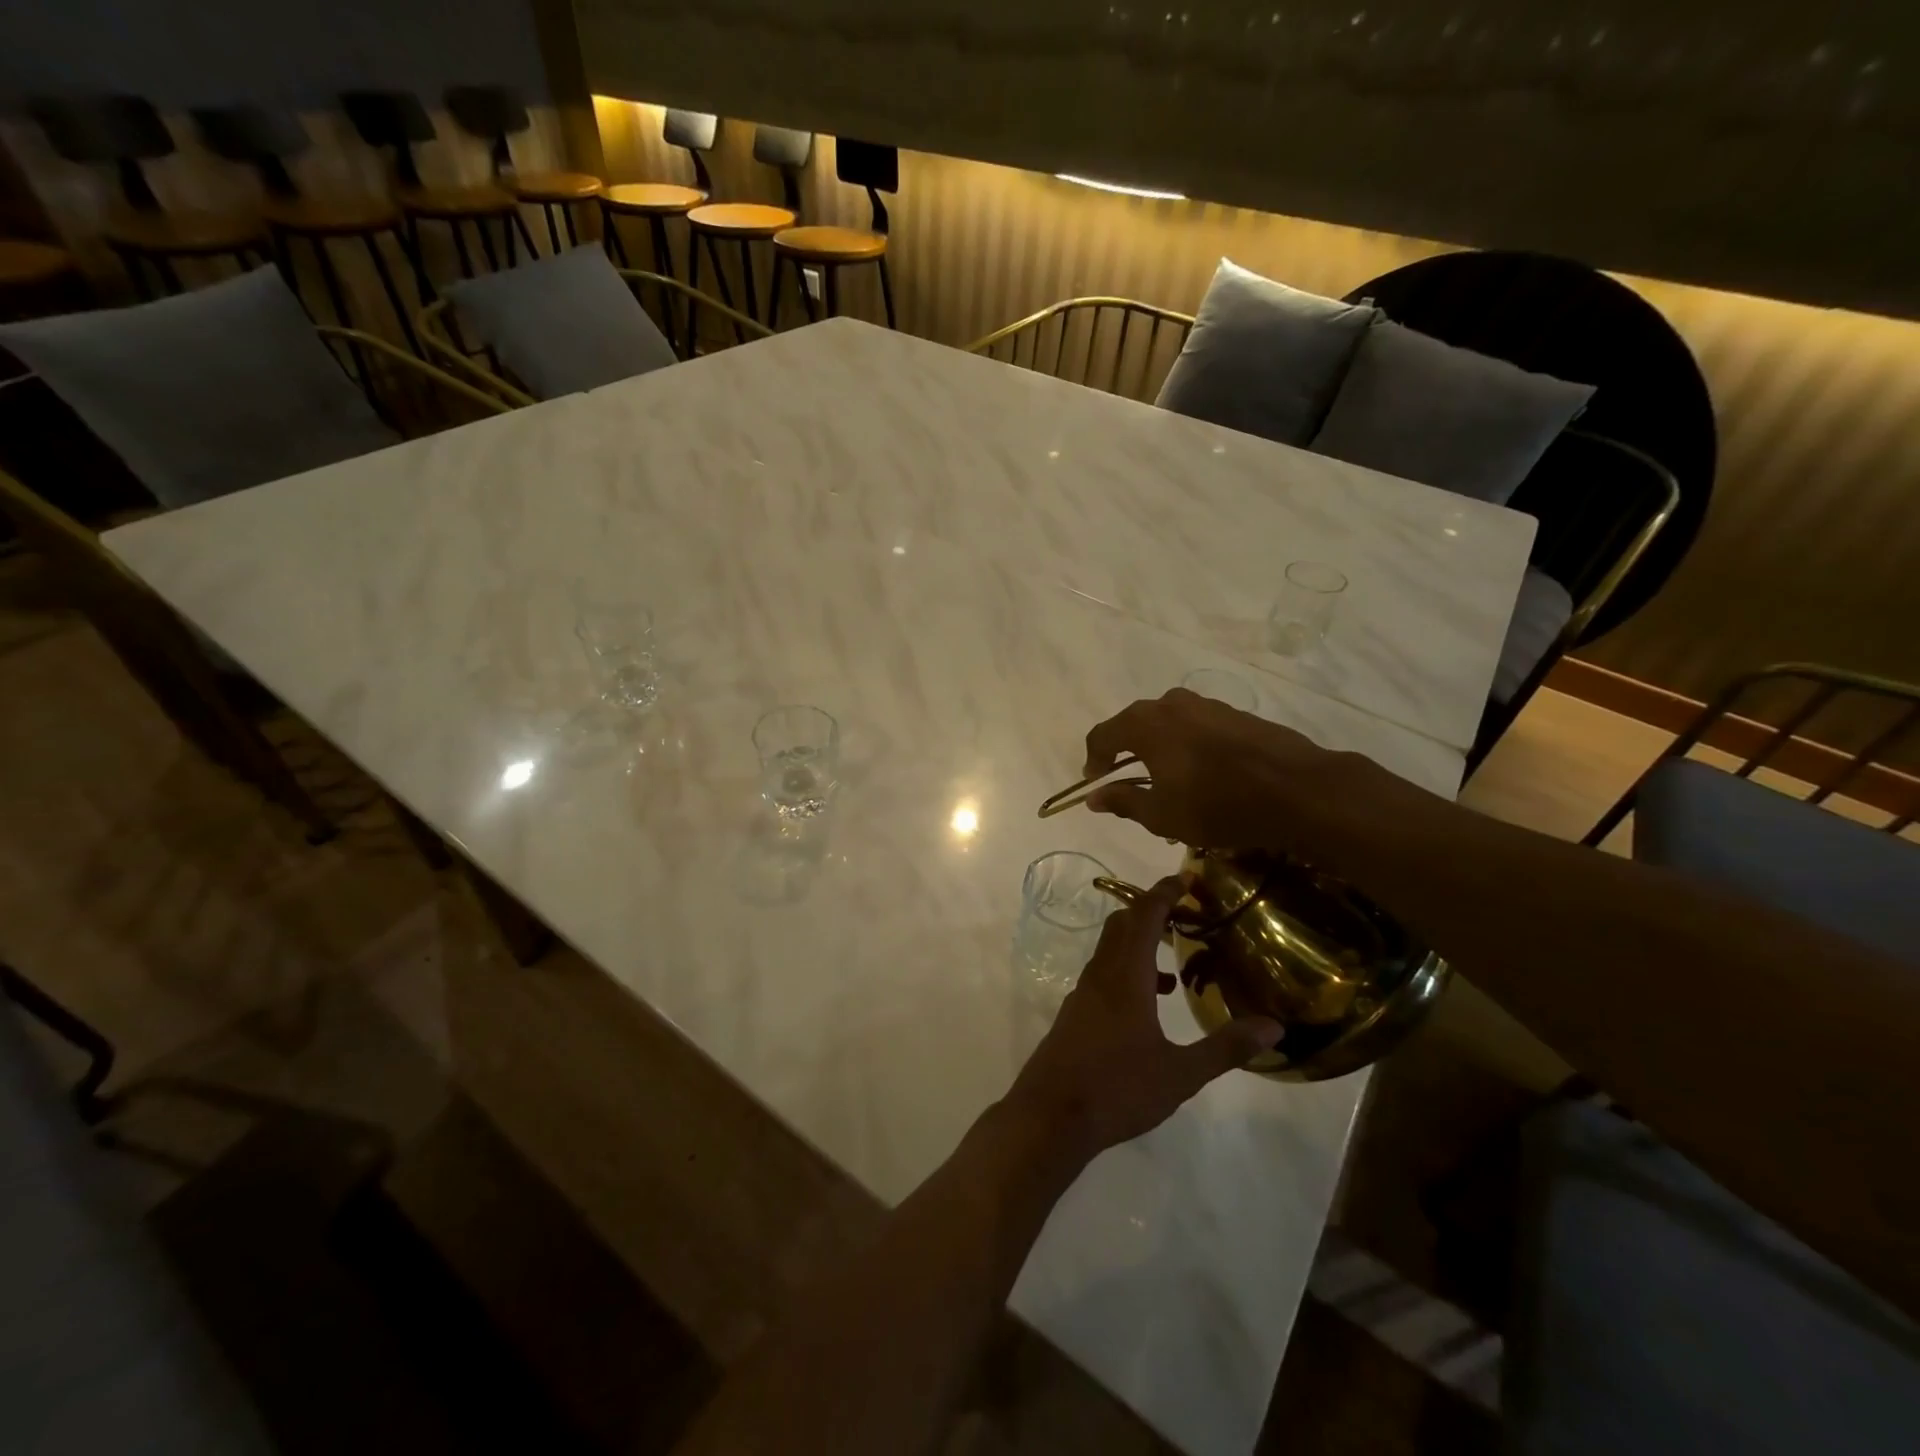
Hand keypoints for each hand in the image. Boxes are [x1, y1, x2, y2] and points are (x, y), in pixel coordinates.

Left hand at [1006, 877, 1281, 1161]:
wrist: (1050, 1116)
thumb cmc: (1117, 1089)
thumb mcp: (1180, 1073)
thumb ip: (1225, 1048)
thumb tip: (1273, 1026)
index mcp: (1125, 976)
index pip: (1143, 917)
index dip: (1163, 892)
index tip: (1185, 878)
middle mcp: (1100, 975)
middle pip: (1122, 925)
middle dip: (1151, 913)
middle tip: (1185, 916)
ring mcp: (1083, 994)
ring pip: (1110, 951)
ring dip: (1139, 945)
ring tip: (1175, 965)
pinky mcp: (1075, 1015)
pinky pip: (1103, 975)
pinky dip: (1127, 972)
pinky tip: (1148, 1006)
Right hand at [1081, 688, 1386, 850]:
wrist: (1298, 790)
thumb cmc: (1218, 805)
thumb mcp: (1162, 815)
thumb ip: (1124, 802)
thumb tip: (1095, 797)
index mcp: (1145, 724)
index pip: (1102, 735)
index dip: (1094, 761)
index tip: (1097, 784)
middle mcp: (1170, 704)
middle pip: (1134, 724)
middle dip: (1125, 752)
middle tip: (1129, 783)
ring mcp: (1206, 705)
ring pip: (1167, 723)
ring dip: (1158, 748)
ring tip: (1168, 780)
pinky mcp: (1235, 713)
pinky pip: (1196, 726)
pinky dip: (1187, 745)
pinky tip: (1202, 773)